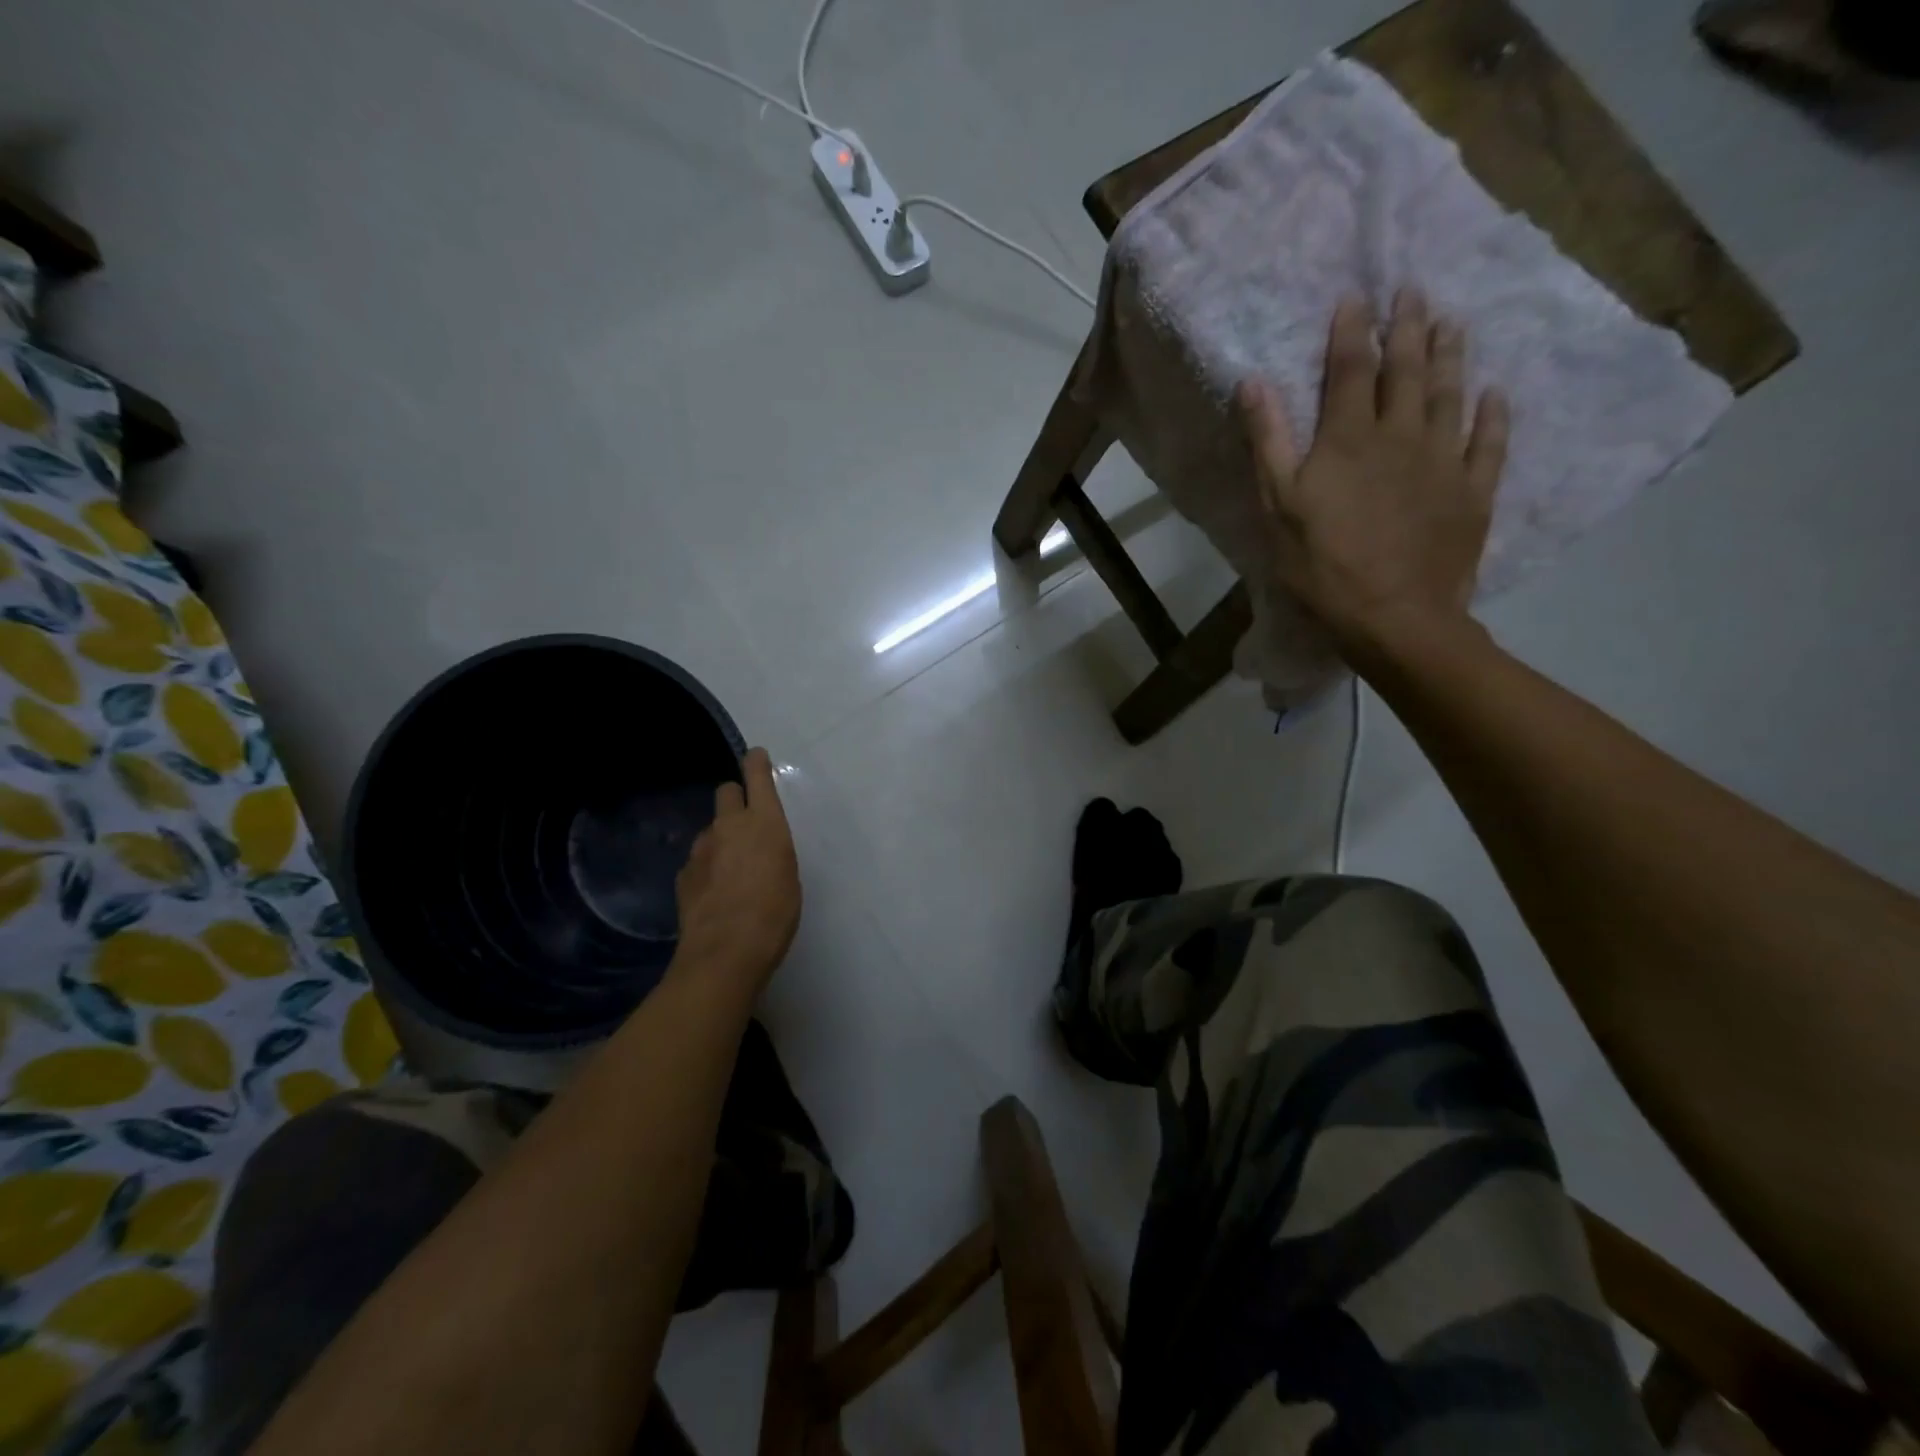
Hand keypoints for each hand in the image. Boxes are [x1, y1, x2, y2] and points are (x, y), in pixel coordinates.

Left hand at [673, 747, 799, 992]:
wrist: (725, 953)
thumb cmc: (775, 914)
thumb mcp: (789, 877)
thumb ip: (773, 853)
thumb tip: (760, 851)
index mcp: (764, 823)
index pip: (756, 777)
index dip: (756, 764)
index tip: (756, 757)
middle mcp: (729, 826)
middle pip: (725, 792)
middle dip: (735, 799)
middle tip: (745, 823)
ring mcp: (701, 850)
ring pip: (710, 829)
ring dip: (720, 839)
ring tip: (732, 870)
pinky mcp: (683, 875)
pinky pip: (698, 860)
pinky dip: (706, 868)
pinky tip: (715, 894)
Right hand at [1235, 289, 1508, 658]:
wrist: (1393, 616)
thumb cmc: (1323, 565)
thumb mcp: (1278, 507)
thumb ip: (1268, 442)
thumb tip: (1253, 382)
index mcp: (1349, 438)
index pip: (1351, 368)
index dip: (1352, 331)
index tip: (1356, 296)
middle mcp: (1402, 434)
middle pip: (1407, 369)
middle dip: (1408, 326)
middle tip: (1415, 290)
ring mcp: (1444, 460)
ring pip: (1451, 394)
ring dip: (1451, 354)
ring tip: (1453, 322)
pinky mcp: (1473, 491)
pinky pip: (1488, 442)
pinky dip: (1493, 413)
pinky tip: (1495, 392)